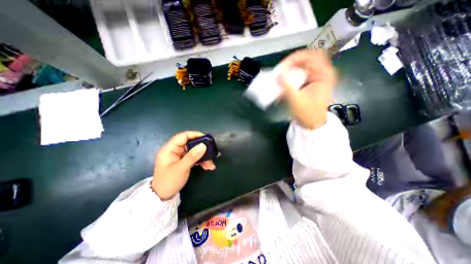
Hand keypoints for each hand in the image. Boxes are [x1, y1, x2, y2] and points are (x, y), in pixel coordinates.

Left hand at [151, 131, 215, 200]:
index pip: (183, 136)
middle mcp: (175, 150)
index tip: (206, 138)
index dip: (194, 135)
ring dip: (204, 157)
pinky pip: (195, 157)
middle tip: (212, 151)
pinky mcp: (184, 161)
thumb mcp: (181, 169)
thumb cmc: (168, 182)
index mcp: (169, 149)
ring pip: (194, 151)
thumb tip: (203, 145)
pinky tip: (208, 166)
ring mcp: (180, 156)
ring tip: (211, 164)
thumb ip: (192, 156)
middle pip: (191, 144)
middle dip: (202, 148)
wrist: (163, 196)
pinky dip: (201, 161)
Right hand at [277, 49, 336, 128]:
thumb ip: (286, 86)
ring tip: (281, 75)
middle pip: (307, 59)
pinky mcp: (311, 83)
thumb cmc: (308, 113)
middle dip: (293, 63)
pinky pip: (300, 74)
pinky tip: (285, 83)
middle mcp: (322, 73)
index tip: (282, 66)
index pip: (310, 56)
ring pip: (303, 66)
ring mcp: (316, 78)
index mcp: (324, 74)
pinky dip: (292, 77)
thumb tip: (276, 75)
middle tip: (282, 69)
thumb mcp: (297, 99)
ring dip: (291, 70)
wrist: (312, 124)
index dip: (295, 58)